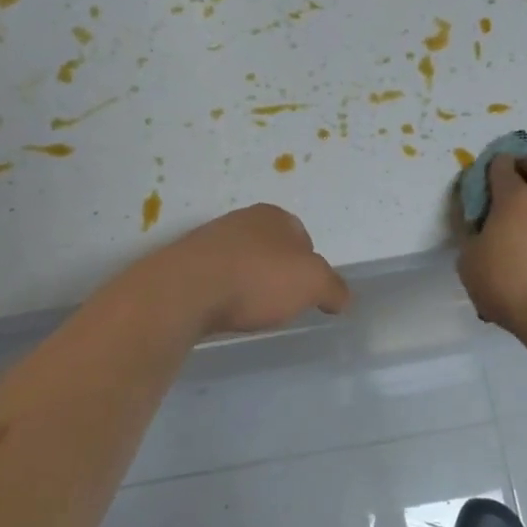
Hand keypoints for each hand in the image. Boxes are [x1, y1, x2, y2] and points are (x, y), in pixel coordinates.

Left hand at [155, 203, 351, 336]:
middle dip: (277, 273)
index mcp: (275, 215)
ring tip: (250, 311)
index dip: (310, 266)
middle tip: (280, 303)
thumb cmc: (257, 278)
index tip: (307, 293)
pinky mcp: (185, 263)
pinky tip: (223, 310)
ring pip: (242, 262)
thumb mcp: (313, 283)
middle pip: (271, 249)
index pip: (303, 238)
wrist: (186, 289)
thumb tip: (341, 297)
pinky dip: (223, 292)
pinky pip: (216, 277)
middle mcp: (242, 219)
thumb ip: (334, 288)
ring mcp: (210, 239)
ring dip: (248, 283)